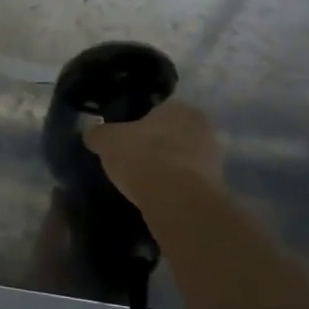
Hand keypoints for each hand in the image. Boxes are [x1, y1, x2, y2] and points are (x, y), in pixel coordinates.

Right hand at [85, 99, 224, 204]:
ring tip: (141, 181)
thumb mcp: (106, 140)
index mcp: (180, 107)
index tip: (124, 138)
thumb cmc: (142, 156)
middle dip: (155, 145)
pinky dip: (173, 187)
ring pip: (182, 159)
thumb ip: (98, 133)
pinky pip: (187, 182)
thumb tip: (92, 133)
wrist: (176, 201)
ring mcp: (213, 159)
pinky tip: (155, 196)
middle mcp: (202, 128)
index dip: (138, 124)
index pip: (157, 110)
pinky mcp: (216, 188)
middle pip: (172, 134)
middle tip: (131, 159)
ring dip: (166, 168)